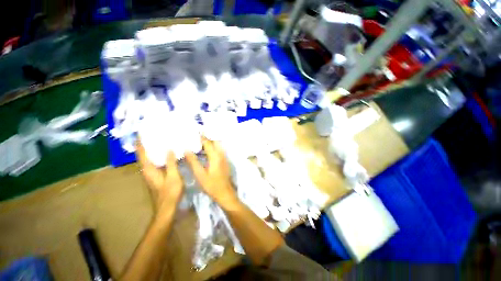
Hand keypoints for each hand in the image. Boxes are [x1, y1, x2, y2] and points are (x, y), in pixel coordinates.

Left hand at [136, 141, 183, 215]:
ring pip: (149, 158)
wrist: (166, 208)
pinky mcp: (156, 176)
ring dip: (152, 149)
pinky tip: (166, 153)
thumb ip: (171, 163)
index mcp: (149, 169)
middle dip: (146, 144)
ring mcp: (151, 174)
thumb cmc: (170, 192)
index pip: (142, 153)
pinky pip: (155, 162)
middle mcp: (147, 170)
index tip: (142, 132)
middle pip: (144, 155)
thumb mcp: (173, 176)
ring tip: (160, 140)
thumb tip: (169, 149)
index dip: (140, 143)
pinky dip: (158, 155)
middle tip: (154, 134)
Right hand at [185, 138, 238, 206]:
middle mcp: (221, 154)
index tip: (196, 131)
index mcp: (215, 156)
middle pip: (215, 142)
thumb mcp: (200, 175)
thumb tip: (187, 150)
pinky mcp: (225, 161)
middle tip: (199, 134)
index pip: (208, 143)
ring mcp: (224, 158)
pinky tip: (209, 150)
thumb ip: (193, 162)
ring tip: (203, 140)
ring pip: (219, 145)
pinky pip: (220, 150)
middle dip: (208, 137)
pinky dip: (215, 147)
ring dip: (212, 141)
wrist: (225, 193)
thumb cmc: (211, 185)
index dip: (202, 137)